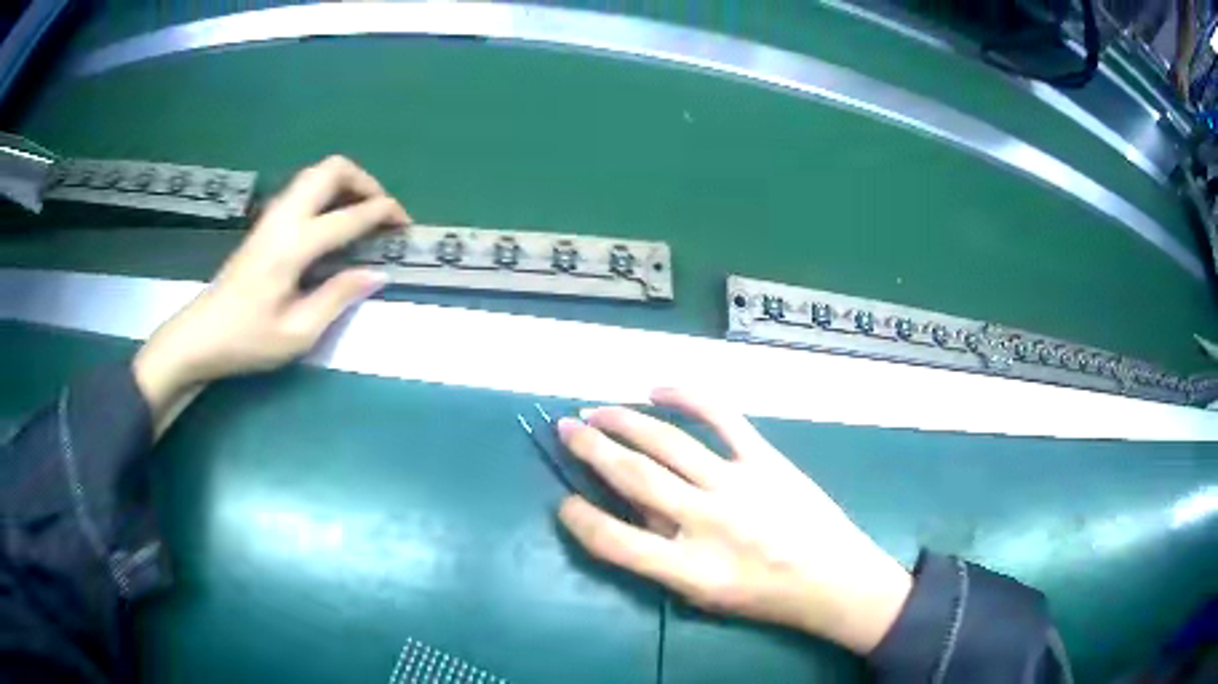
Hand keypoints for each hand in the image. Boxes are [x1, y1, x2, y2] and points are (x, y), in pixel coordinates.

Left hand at [134, 156, 407, 430]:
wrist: (200, 336)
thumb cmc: (247, 341)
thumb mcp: (298, 332)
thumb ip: (338, 296)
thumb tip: (376, 273)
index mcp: (293, 245)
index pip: (348, 215)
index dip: (383, 213)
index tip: (405, 224)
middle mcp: (283, 218)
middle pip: (331, 170)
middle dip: (365, 182)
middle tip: (381, 211)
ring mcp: (271, 216)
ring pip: (316, 173)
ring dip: (346, 183)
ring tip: (361, 212)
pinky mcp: (264, 223)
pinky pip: (303, 188)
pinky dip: (328, 191)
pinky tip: (332, 220)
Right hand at [557, 388, 911, 654]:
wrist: (835, 580)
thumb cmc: (767, 597)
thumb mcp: (706, 595)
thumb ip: (663, 556)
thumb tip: (630, 509)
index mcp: (690, 570)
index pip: (614, 541)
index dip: (580, 520)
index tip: (566, 502)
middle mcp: (708, 523)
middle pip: (634, 477)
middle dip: (591, 449)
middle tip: (565, 428)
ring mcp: (738, 484)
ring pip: (668, 443)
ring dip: (624, 421)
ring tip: (596, 410)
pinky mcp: (766, 460)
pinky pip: (722, 418)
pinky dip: (688, 397)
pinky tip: (657, 388)